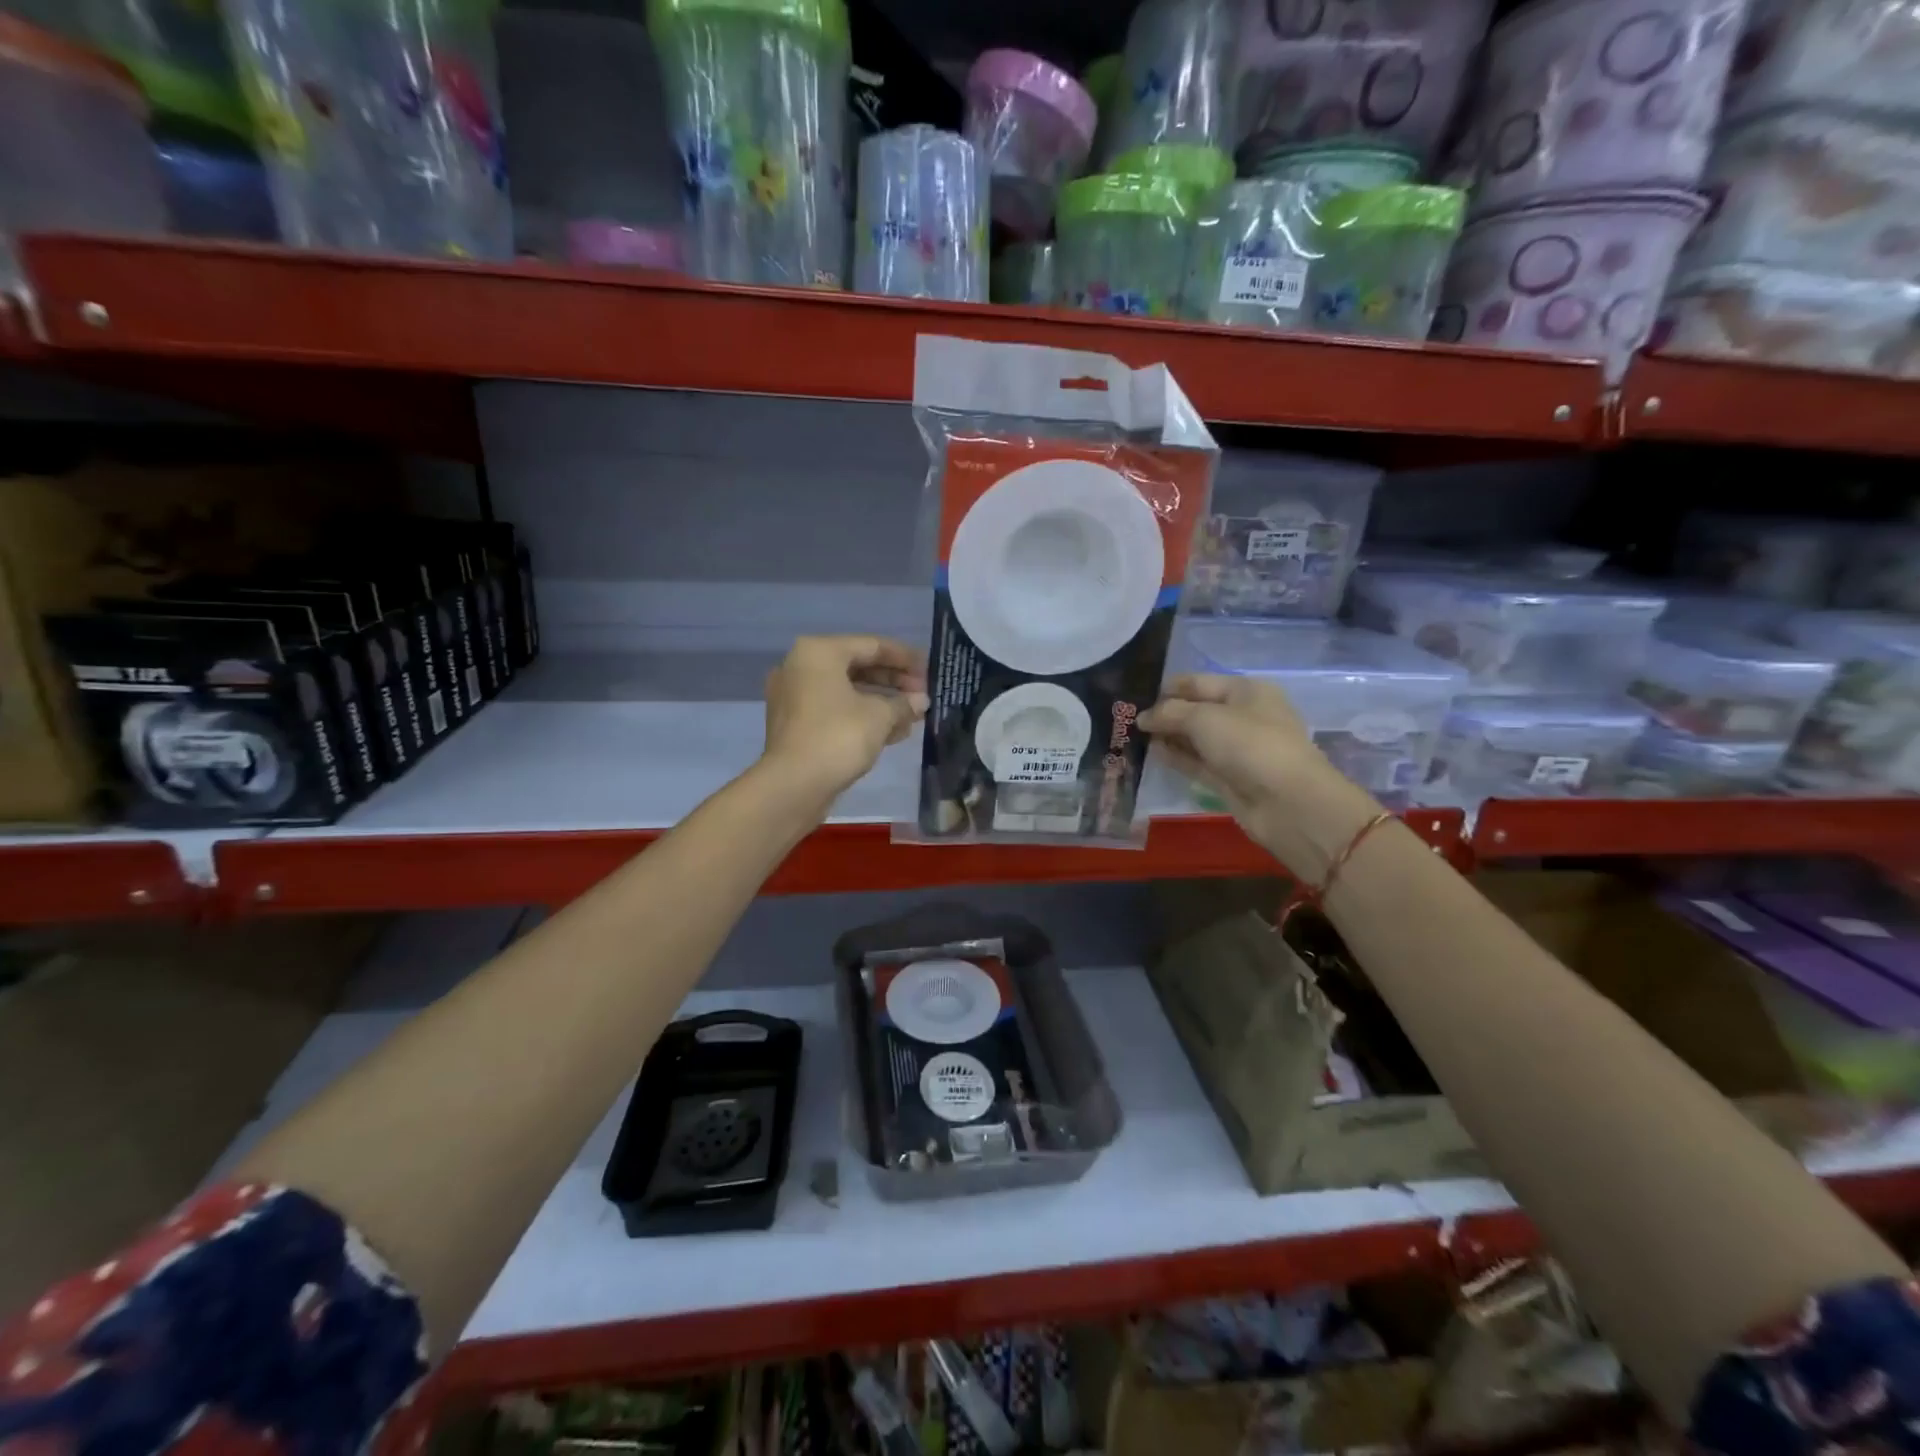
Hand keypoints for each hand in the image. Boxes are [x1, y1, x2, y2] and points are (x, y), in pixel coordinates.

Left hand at [761, 636, 928, 807]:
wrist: (793, 785)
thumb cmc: (839, 737)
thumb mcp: (880, 716)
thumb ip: (903, 703)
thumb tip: (920, 701)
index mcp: (819, 652)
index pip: (872, 645)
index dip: (905, 657)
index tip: (929, 670)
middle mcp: (801, 667)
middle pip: (857, 666)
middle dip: (893, 682)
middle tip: (922, 695)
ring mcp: (793, 696)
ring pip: (846, 691)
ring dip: (880, 702)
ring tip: (912, 715)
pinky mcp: (794, 724)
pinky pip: (834, 710)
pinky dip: (861, 716)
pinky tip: (891, 732)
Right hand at [1140, 674, 1382, 878]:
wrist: (1288, 803)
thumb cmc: (1250, 745)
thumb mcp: (1205, 718)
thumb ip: (1169, 713)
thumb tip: (1143, 717)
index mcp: (1246, 691)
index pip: (1199, 682)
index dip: (1167, 687)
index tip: (1134, 695)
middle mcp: (1243, 716)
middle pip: (1196, 710)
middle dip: (1165, 713)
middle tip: (1126, 717)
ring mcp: (1237, 750)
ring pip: (1194, 738)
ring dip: (1167, 736)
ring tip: (1131, 736)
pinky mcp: (1230, 778)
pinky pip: (1197, 762)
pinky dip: (1176, 758)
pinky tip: (1150, 754)